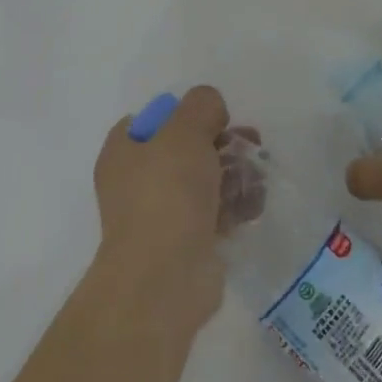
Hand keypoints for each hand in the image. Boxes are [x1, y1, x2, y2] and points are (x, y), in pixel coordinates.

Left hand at [92, 85, 234, 334]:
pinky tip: (255, 203)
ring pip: (205, 180)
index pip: (152, 120)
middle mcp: (137, 181)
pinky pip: (216, 212)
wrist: (165, 277)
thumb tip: (211, 111)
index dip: (184, 113)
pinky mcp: (187, 242)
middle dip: (223, 143)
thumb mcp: (185, 130)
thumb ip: (201, 105)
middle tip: (251, 143)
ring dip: (236, 173)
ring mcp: (162, 214)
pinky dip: (236, 205)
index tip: (212, 118)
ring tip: (258, 175)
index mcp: (123, 151)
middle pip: (186, 148)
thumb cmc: (167, 193)